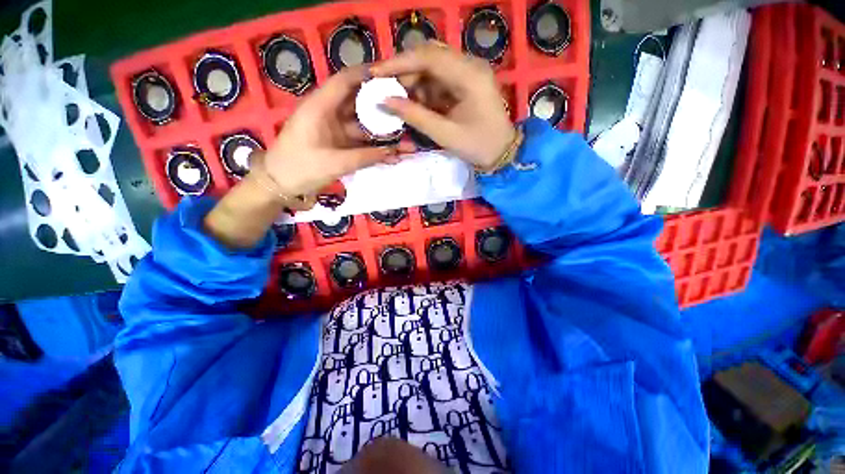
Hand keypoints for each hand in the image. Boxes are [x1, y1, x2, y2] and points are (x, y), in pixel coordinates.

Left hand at [263, 66, 404, 197]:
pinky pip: (361, 142)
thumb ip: (365, 157)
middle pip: (359, 103)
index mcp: (320, 107)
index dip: (367, 76)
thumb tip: (394, 152)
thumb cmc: (300, 168)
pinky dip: (376, 147)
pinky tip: (393, 153)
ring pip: (364, 125)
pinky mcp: (339, 144)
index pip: (345, 81)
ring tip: (407, 136)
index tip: (392, 78)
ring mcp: (335, 130)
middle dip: (383, 106)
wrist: (280, 185)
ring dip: (383, 132)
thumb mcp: (334, 163)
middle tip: (407, 109)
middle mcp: (329, 114)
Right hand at [370, 42, 516, 169]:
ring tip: (402, 102)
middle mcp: (470, 65)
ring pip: (433, 66)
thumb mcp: (445, 134)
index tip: (375, 74)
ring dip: (415, 82)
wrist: (502, 153)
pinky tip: (418, 104)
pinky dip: (426, 90)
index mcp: (469, 75)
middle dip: (405, 72)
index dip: (398, 63)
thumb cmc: (478, 146)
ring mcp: (469, 72)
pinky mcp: (467, 82)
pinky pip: (440, 79)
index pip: (428, 56)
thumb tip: (384, 101)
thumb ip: (415, 116)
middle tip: (387, 90)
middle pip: (430, 56)